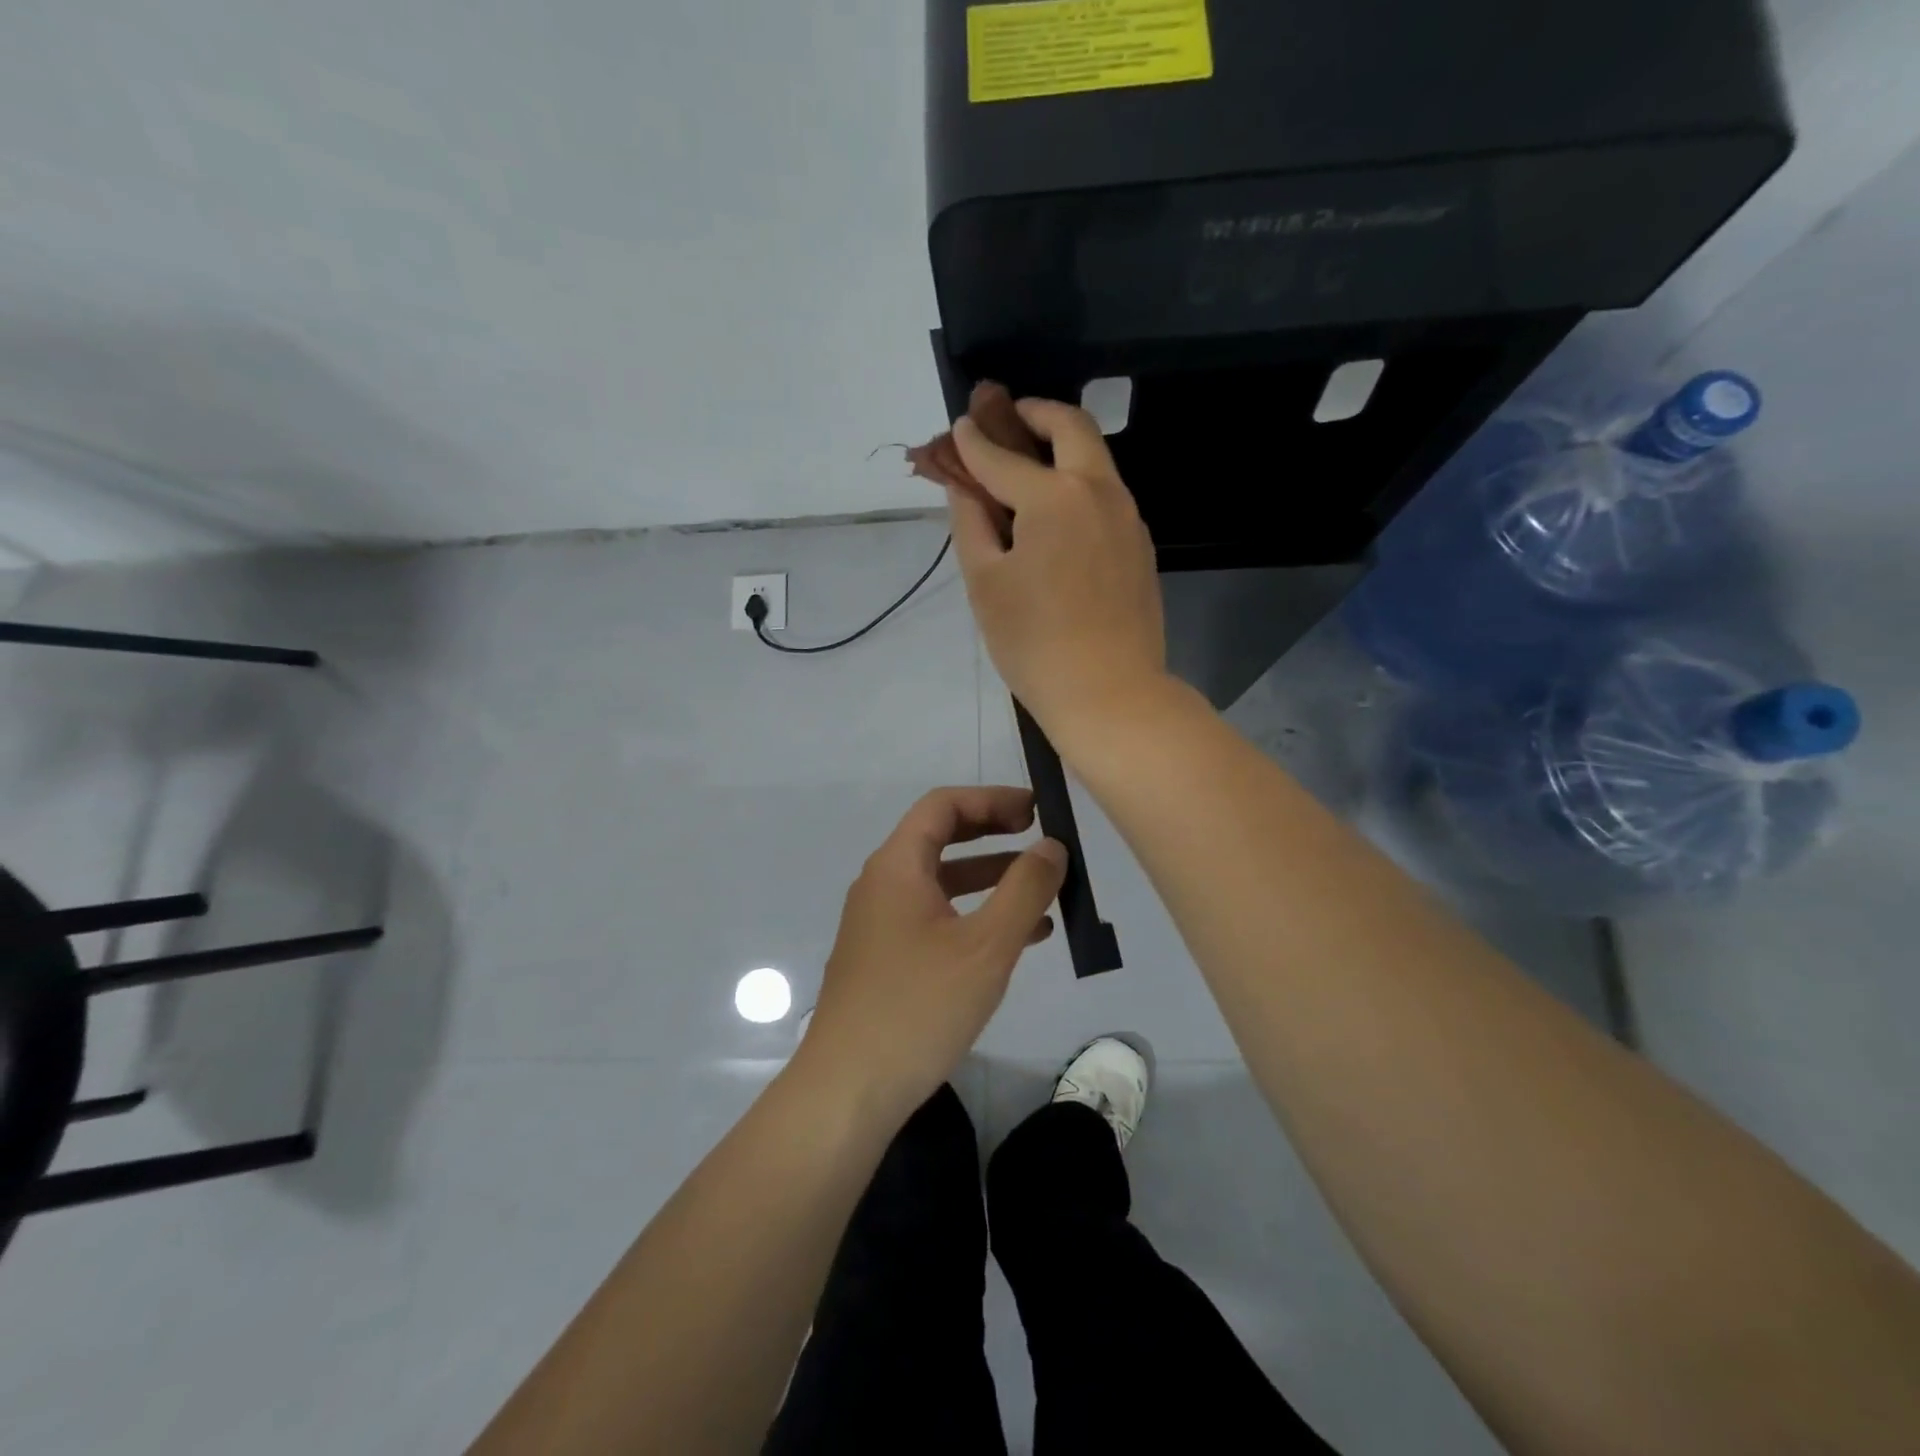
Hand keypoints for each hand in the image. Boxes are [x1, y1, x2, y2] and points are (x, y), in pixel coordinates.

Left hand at [796, 787, 1066, 1120]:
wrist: (849, 1088)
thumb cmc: (919, 1007)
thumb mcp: (986, 946)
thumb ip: (1025, 889)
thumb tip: (1051, 846)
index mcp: (897, 867)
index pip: (942, 806)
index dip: (991, 799)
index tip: (1036, 810)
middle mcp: (882, 885)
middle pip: (940, 839)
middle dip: (993, 834)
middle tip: (1039, 838)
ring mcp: (880, 924)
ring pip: (942, 883)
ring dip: (990, 879)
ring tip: (1042, 890)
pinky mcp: (886, 959)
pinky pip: (936, 919)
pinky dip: (975, 916)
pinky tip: (1018, 939)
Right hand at [946, 398, 1167, 747]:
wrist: (1110, 694)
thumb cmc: (1034, 643)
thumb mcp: (985, 583)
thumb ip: (970, 522)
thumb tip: (963, 484)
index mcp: (1054, 497)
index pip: (1002, 456)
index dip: (972, 442)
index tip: (958, 427)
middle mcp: (1099, 491)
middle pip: (1071, 427)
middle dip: (1034, 414)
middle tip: (1005, 420)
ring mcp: (1128, 517)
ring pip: (1096, 459)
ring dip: (1060, 447)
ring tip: (1026, 465)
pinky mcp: (1140, 546)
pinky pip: (1106, 495)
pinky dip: (1078, 484)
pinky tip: (1056, 515)